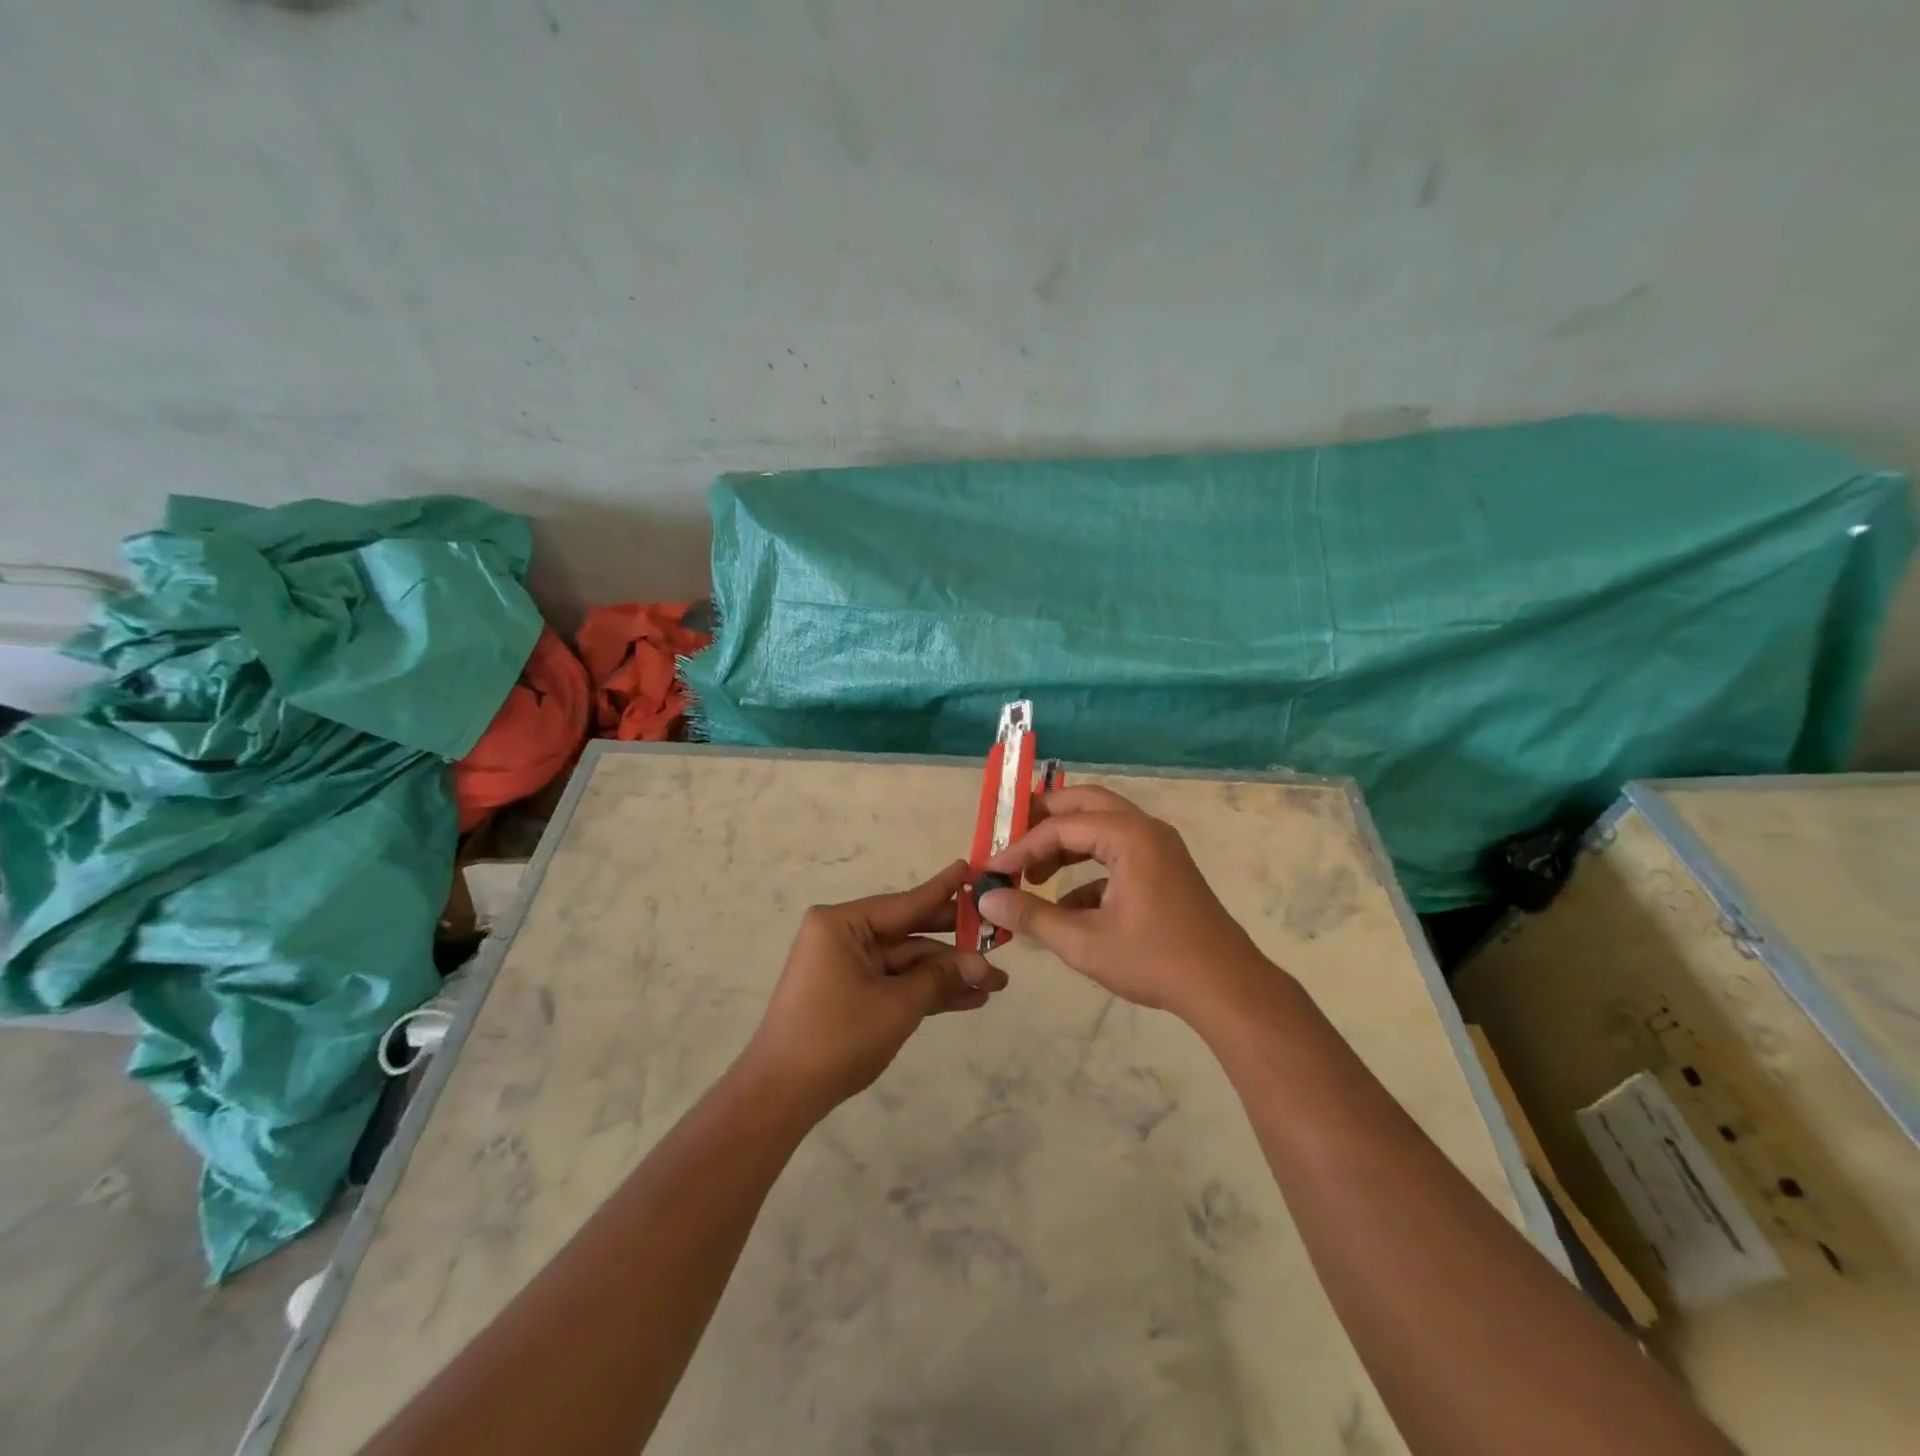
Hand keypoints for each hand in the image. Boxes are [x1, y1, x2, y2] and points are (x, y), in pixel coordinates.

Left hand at [741, 861, 1006, 1119]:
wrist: (782, 1095)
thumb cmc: (837, 1037)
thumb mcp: (897, 1005)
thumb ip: (940, 977)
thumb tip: (983, 965)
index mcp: (842, 924)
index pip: (906, 902)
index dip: (945, 891)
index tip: (973, 869)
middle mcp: (843, 936)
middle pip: (909, 932)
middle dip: (954, 943)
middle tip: (998, 936)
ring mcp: (847, 966)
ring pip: (907, 962)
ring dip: (947, 974)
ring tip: (996, 982)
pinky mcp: (851, 993)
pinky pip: (895, 982)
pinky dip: (926, 991)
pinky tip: (969, 998)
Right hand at [977, 786, 1265, 1018]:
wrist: (1226, 988)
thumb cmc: (1155, 961)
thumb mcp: (1083, 942)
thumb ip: (1031, 916)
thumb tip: (986, 899)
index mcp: (1128, 836)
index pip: (1060, 827)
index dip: (1020, 847)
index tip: (991, 870)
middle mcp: (1145, 829)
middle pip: (1083, 804)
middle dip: (1043, 821)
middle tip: (1010, 841)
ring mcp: (1159, 847)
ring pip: (1101, 826)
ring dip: (1065, 844)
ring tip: (1032, 874)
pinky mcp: (1164, 868)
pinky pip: (1117, 852)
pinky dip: (1088, 867)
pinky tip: (1067, 906)